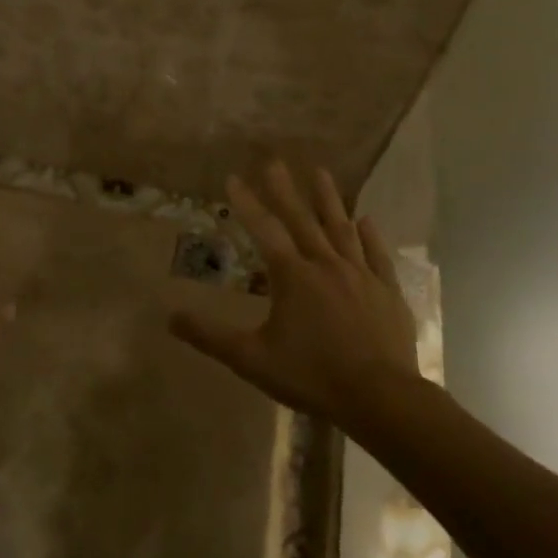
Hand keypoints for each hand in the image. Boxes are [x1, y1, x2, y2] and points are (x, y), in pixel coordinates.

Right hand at [171, 162, 420, 423]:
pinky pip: (377, 255)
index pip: (263, 230)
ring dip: (329, 199)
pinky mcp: (387, 291)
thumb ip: (210, 336)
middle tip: (275, 160)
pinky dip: (370, 236)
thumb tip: (170, 316)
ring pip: (342, 228)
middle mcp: (325, 264)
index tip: (233, 176)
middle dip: (285, 188)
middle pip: (302, 219)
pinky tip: (366, 220)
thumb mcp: (252, 359)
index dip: (246, 202)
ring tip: (322, 172)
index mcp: (292, 276)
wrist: (381, 398)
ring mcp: (360, 275)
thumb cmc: (311, 376)